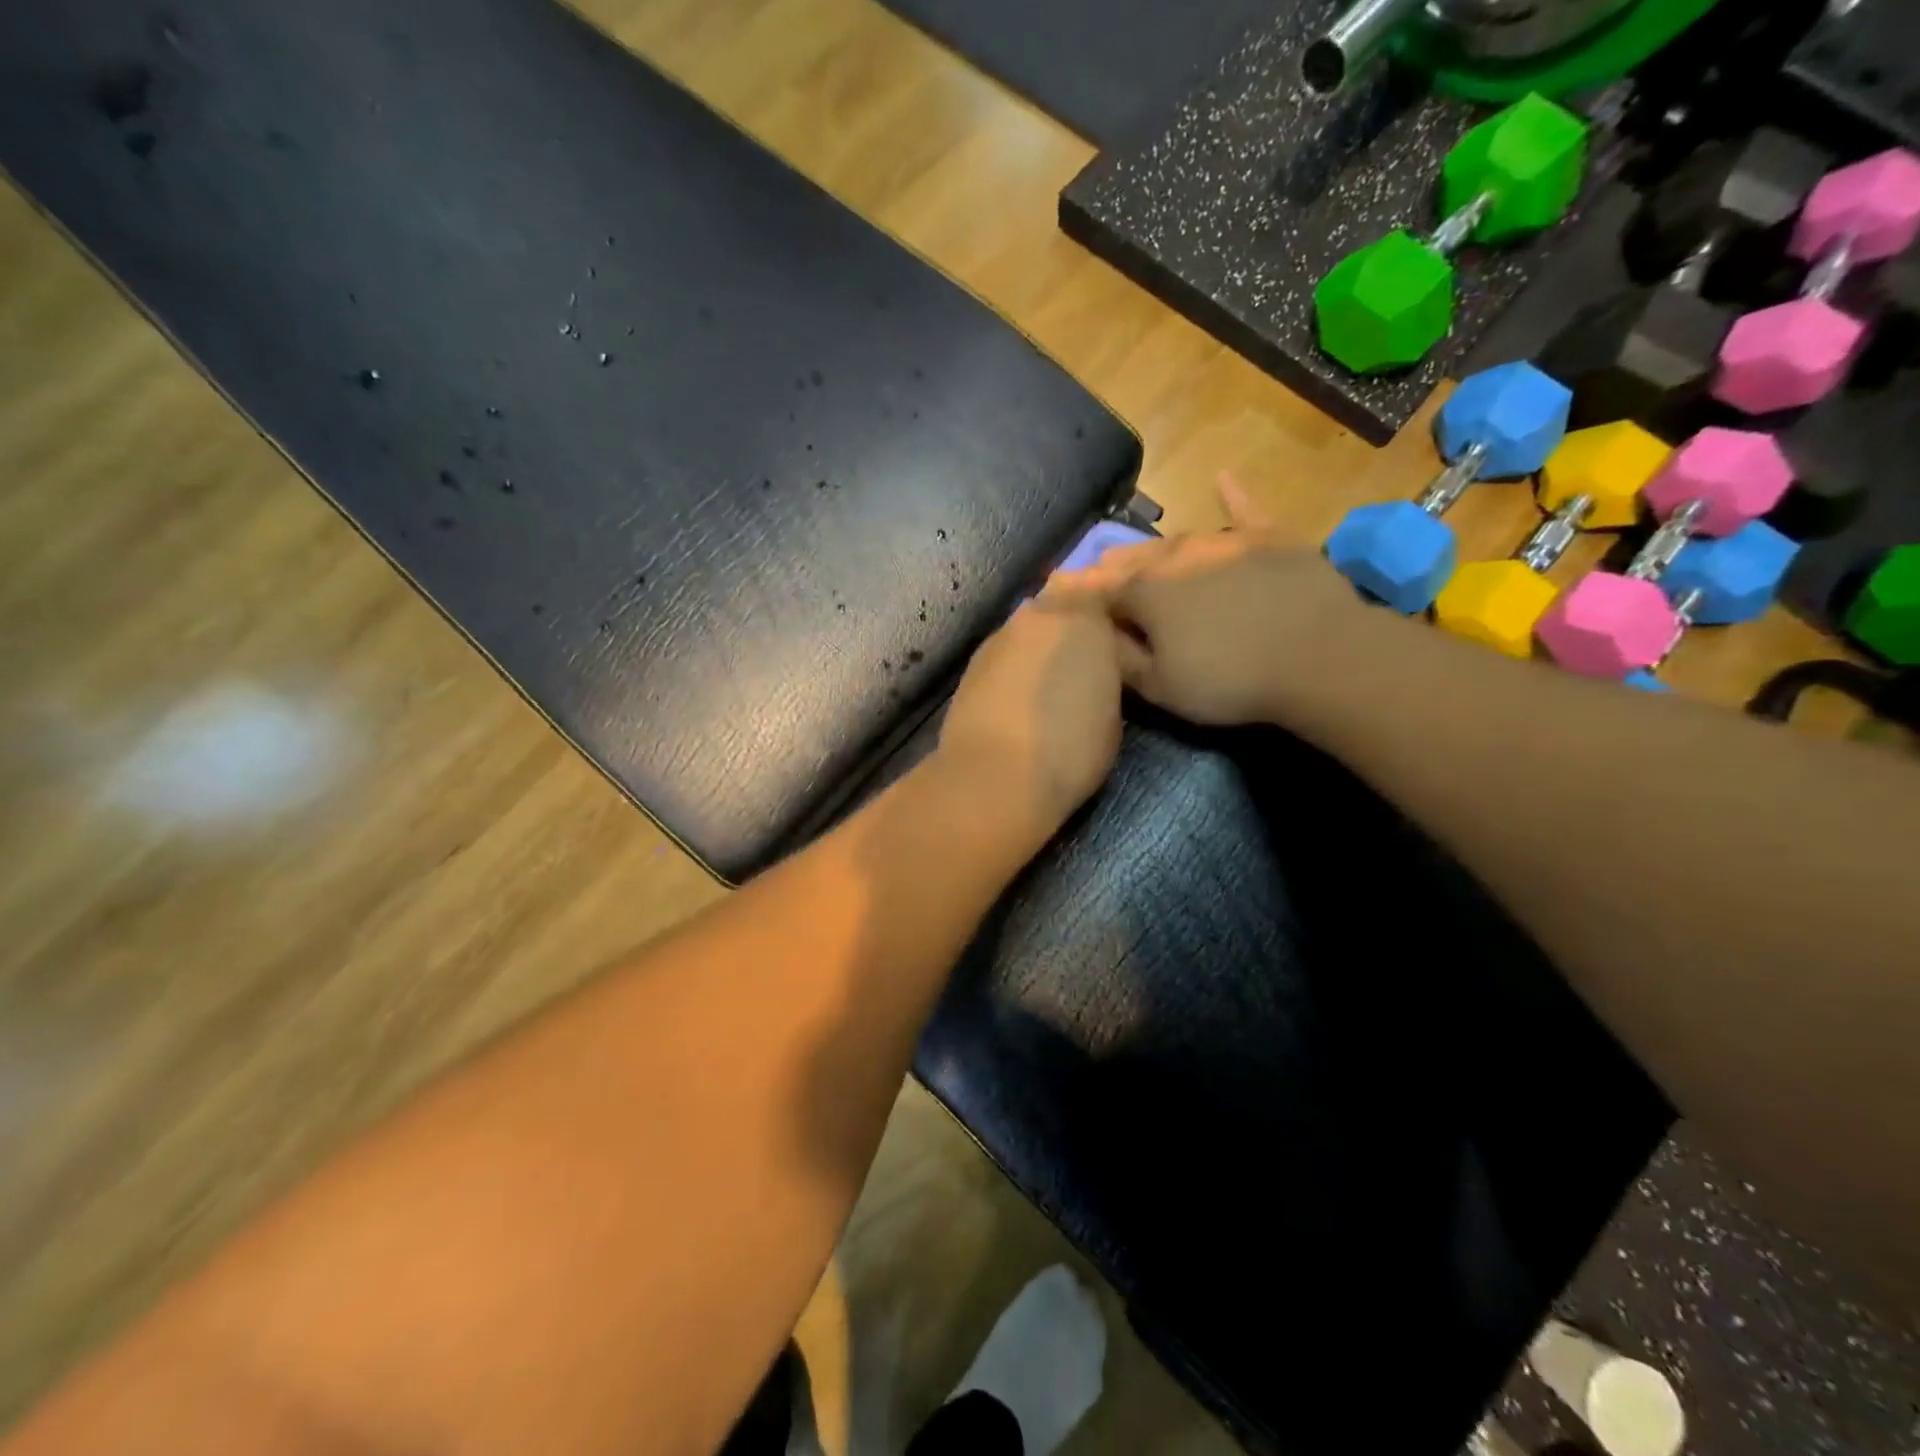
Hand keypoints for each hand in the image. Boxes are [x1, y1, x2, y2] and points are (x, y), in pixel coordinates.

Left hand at [935, 595, 1128, 847]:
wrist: (996, 777)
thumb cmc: (1071, 747)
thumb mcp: (1112, 712)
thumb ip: (1104, 672)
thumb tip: (1092, 668)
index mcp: (1084, 616)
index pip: (1101, 594)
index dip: (1108, 618)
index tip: (1117, 645)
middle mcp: (1037, 615)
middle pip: (1059, 606)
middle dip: (1070, 628)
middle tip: (1083, 664)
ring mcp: (999, 637)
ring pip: (1027, 631)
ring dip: (1039, 648)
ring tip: (1049, 685)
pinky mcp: (971, 664)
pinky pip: (1004, 656)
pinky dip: (1013, 669)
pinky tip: (1018, 699)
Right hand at [1053, 476, 1369, 726]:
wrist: (1320, 656)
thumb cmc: (1229, 680)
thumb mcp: (1160, 686)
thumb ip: (1121, 657)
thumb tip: (1096, 633)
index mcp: (1146, 591)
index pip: (1098, 590)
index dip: (1074, 593)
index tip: (1050, 591)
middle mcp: (1177, 556)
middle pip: (1133, 559)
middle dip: (1108, 567)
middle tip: (1092, 573)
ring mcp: (1225, 542)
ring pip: (1176, 540)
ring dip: (1151, 548)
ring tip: (1133, 551)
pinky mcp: (1270, 539)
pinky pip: (1245, 512)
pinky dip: (1232, 497)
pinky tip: (1222, 477)